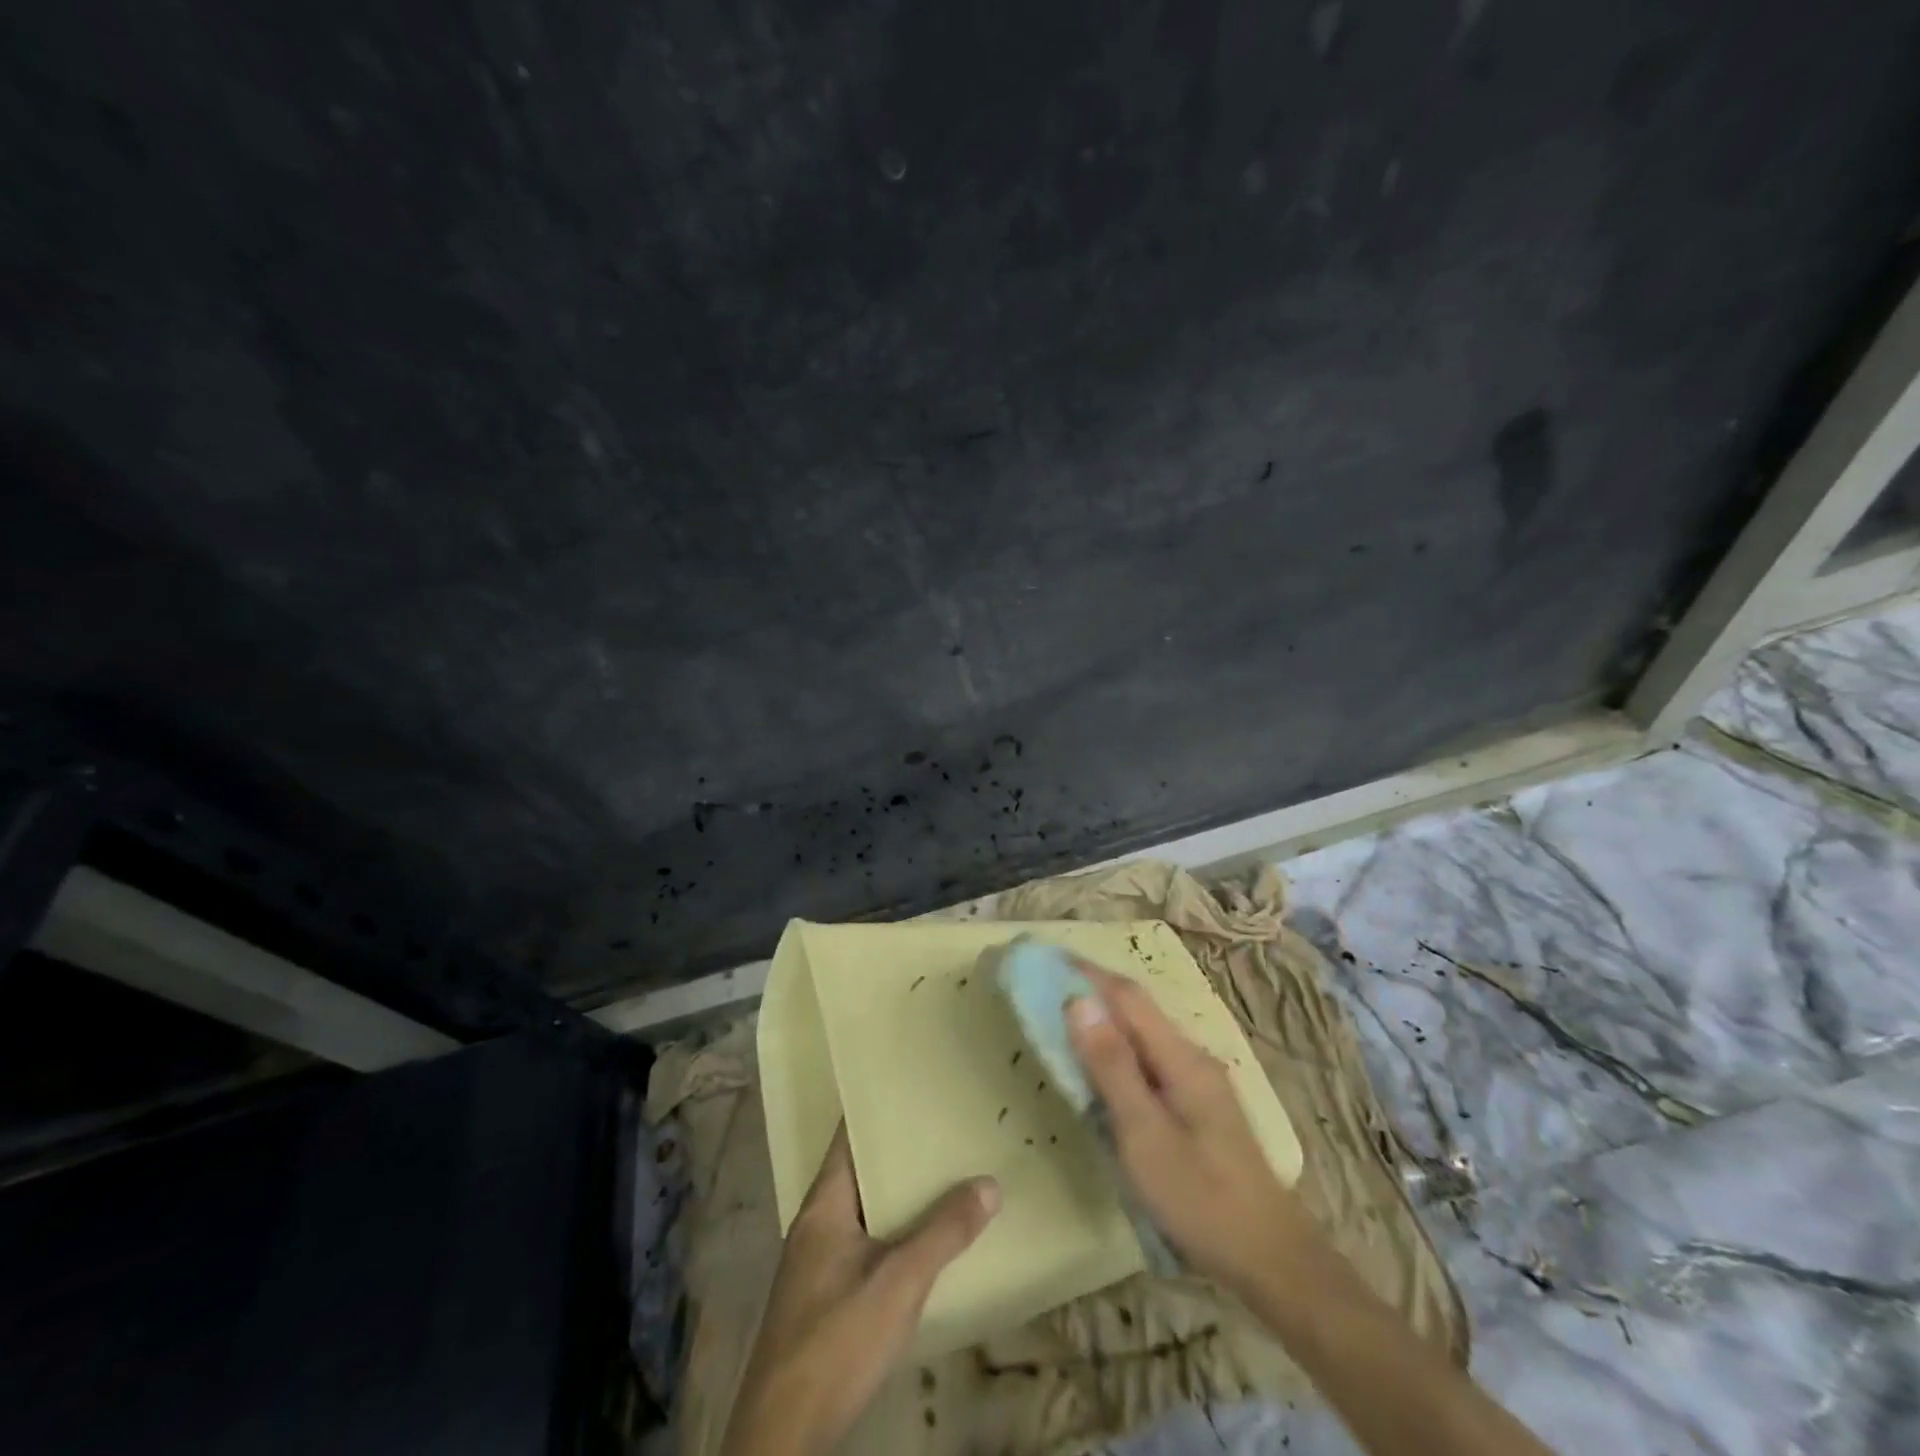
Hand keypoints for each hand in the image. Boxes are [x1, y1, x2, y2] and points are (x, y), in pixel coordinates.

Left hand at [721, 1123, 999, 1455]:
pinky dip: (891, 1230)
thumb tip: (989, 1182)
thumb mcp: (898, 1283)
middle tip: (944, 1129)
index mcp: (823, 1204)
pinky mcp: (823, 1298)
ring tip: (943, 1175)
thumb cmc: (836, 1340)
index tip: (914, 1088)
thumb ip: (943, 1232)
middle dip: (898, 1152)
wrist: (782, 1435)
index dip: (878, 1109)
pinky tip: (921, 1241)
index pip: (848, 1136)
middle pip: (859, 1171)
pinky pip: (863, 1243)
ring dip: (897, 1195)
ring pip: (863, 1210)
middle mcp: (815, 1224)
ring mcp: (816, 1263)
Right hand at [1066, 963, 1320, 1297]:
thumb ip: (1112, 1067)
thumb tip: (1078, 1001)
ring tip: (1062, 1018)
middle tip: (1045, 987)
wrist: (1271, 1259)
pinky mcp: (1197, 1104)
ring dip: (1103, 1020)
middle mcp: (1192, 1057)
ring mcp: (1198, 1081)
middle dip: (1092, 991)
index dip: (1086, 973)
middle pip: (1136, 1009)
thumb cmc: (1201, 1198)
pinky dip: (1117, 1049)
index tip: (1046, 959)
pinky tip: (1100, 1066)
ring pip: (1143, 1034)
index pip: (1127, 996)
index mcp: (1181, 1057)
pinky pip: (1149, 1059)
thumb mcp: (1145, 1135)